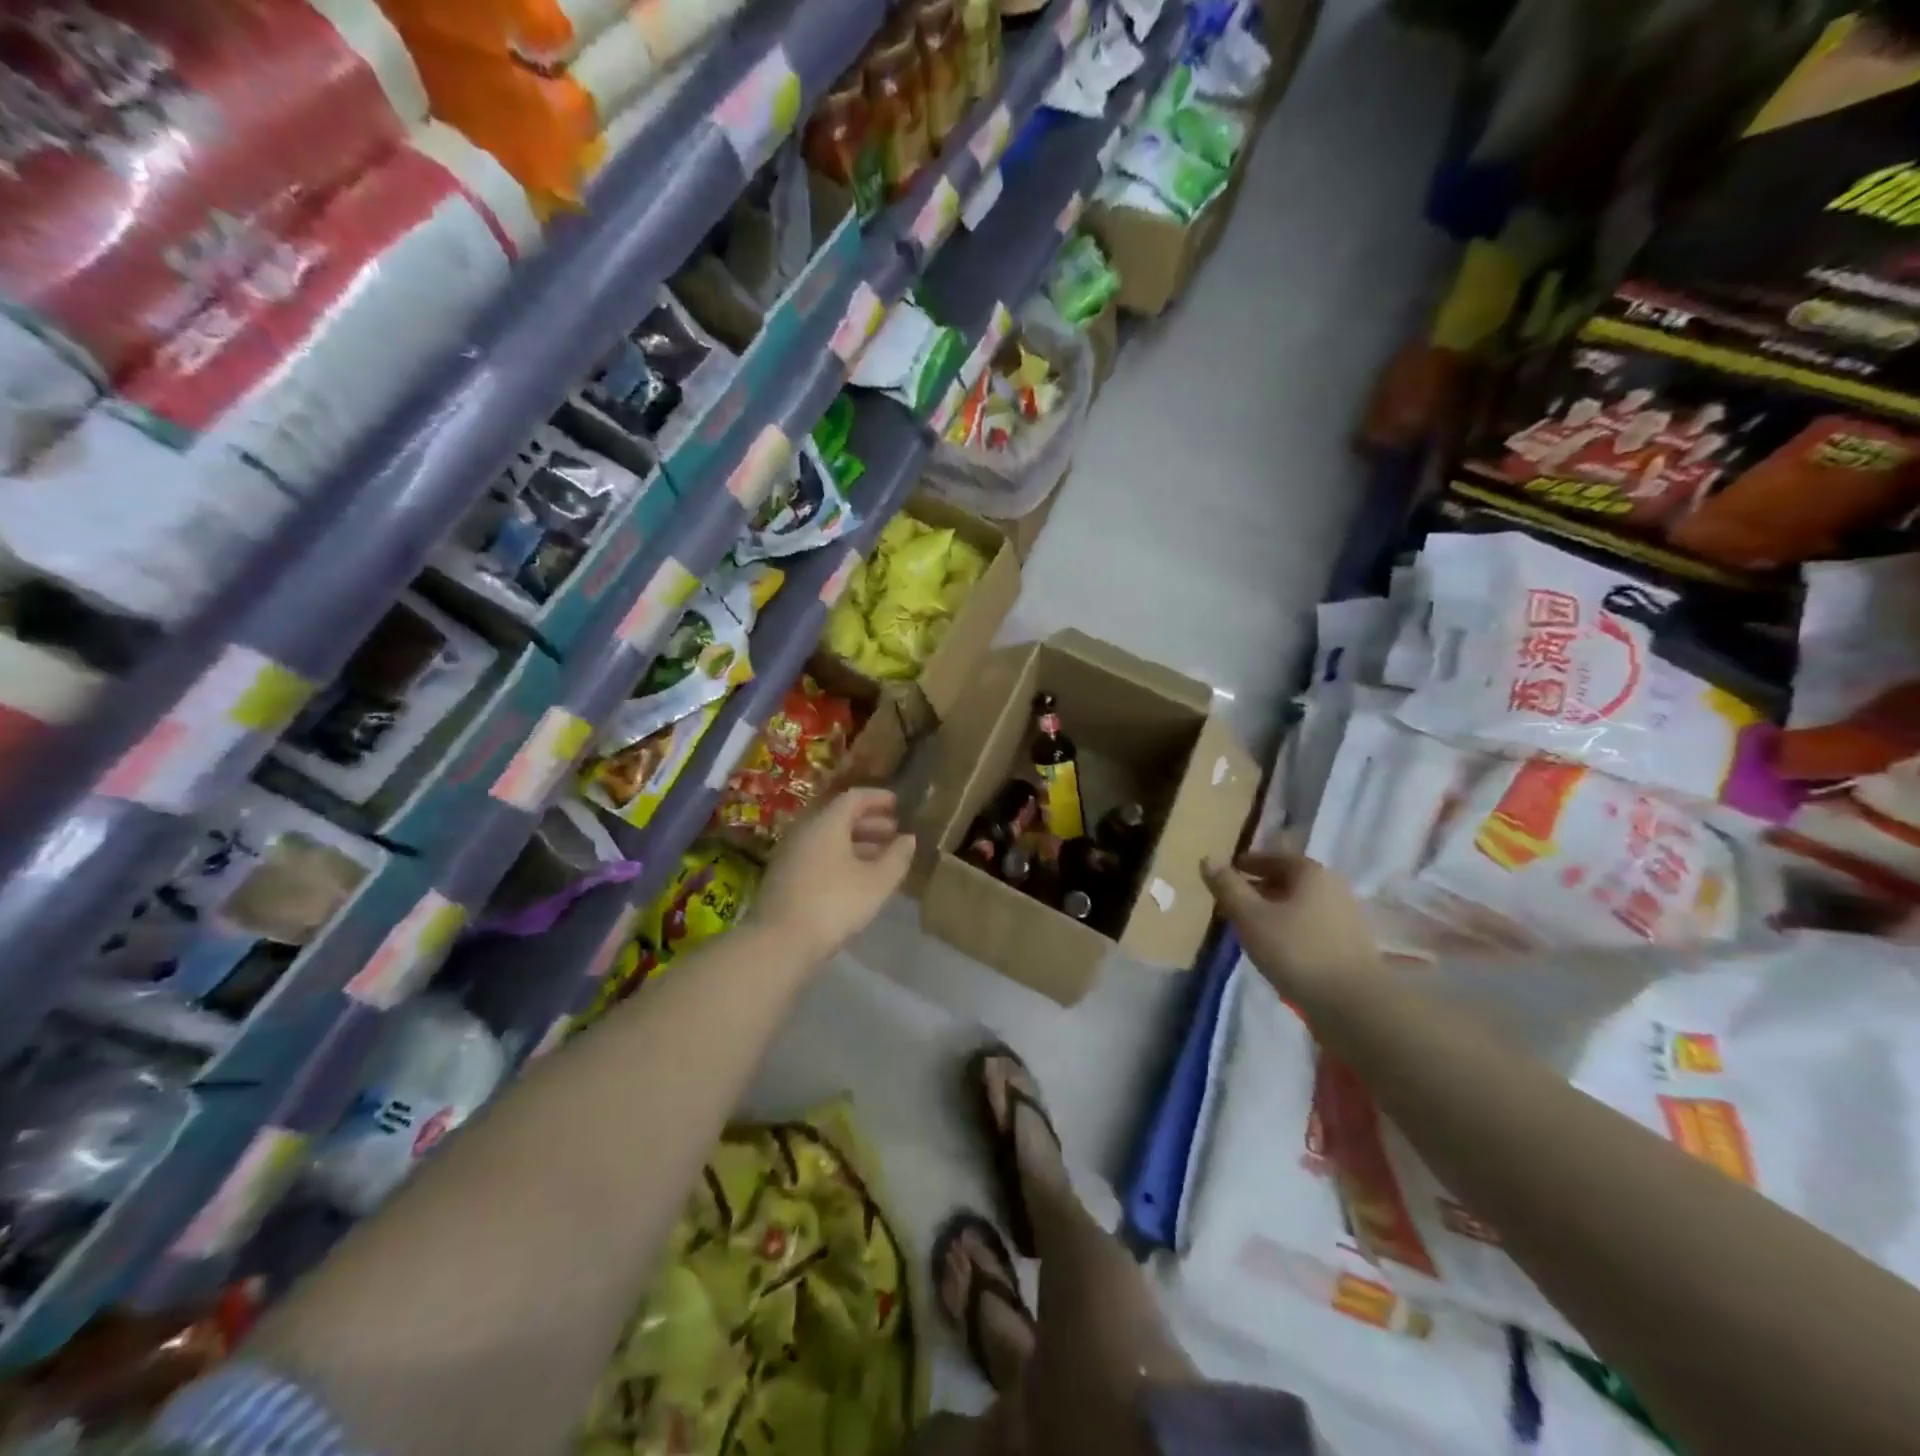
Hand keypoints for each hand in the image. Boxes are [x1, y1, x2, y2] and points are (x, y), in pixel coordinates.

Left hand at [756, 787, 914, 963]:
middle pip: (840, 817)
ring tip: (881, 857)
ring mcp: (791, 854)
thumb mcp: (877, 883)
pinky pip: (819, 855)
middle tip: (895, 832)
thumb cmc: (834, 904)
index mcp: (826, 823)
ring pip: (829, 838)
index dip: (878, 798)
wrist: (779, 942)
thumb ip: (897, 857)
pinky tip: (857, 877)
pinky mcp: (785, 876)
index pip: (854, 798)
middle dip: (870, 822)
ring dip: (857, 842)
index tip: (899, 804)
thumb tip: (909, 838)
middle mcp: (805, 831)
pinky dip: (841, 857)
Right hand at [1201, 850, 1382, 1002]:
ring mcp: (1346, 917)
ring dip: (1273, 911)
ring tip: (1249, 929)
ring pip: (1299, 905)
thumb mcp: (1250, 917)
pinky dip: (1290, 930)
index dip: (1247, 864)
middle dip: (1258, 889)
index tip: (1226, 876)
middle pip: (1288, 881)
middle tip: (1231, 904)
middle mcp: (1333, 887)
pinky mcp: (1350, 945)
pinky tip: (1276, 949)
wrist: (1355, 1005)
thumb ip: (1228, 887)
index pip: (1273, 857)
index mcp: (1311, 872)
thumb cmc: (1297, 951)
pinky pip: (1311, 926)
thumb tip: (1208, 858)